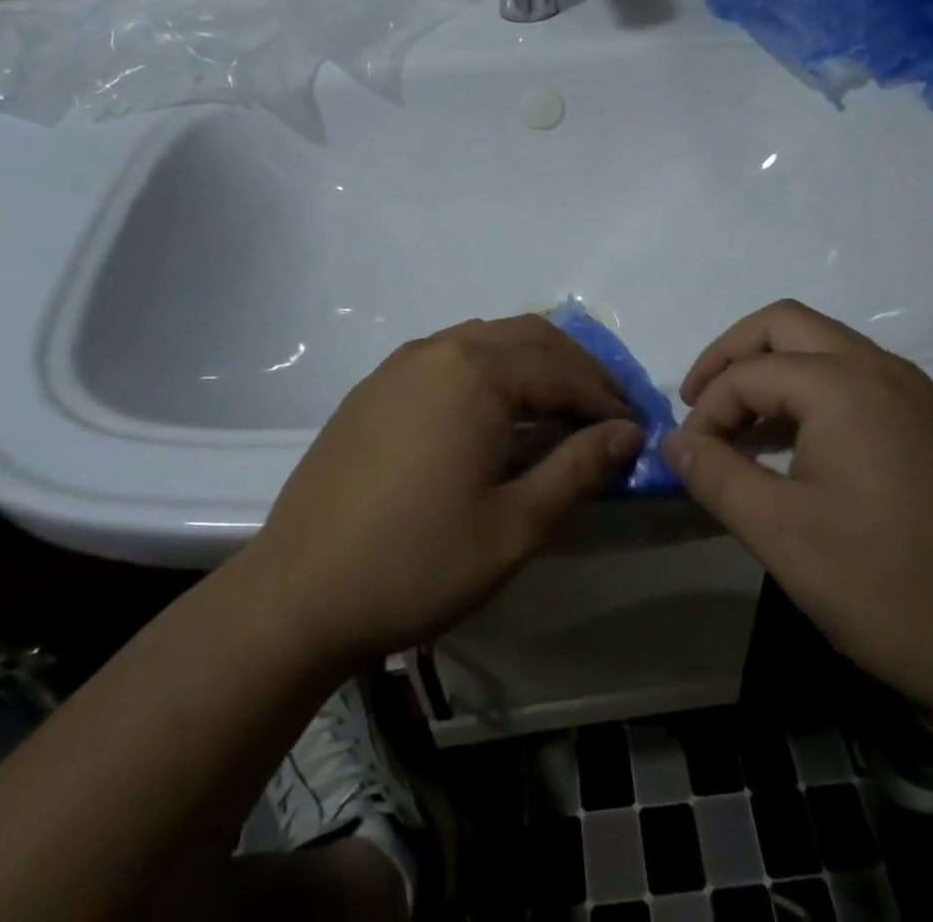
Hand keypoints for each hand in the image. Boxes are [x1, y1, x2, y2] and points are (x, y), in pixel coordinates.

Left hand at [246, 315, 642, 669]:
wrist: (297, 594)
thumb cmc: (416, 564)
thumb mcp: (514, 526)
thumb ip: (577, 469)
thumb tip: (628, 433)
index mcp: (477, 373)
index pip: (564, 370)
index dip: (607, 400)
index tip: (635, 433)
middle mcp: (440, 349)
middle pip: (530, 338)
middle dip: (577, 369)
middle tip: (607, 413)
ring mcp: (402, 363)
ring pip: (488, 339)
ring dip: (534, 364)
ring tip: (560, 408)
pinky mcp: (376, 385)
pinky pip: (451, 356)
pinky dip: (491, 369)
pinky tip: (495, 412)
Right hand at [663, 300, 932, 724]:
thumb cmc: (890, 586)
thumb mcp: (782, 535)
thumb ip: (716, 477)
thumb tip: (672, 441)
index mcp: (844, 384)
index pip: (748, 373)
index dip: (705, 410)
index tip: (688, 459)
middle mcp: (882, 369)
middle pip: (786, 325)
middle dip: (732, 356)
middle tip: (700, 404)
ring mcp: (916, 394)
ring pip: (824, 347)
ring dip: (773, 372)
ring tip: (741, 428)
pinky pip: (856, 379)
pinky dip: (811, 392)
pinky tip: (798, 447)